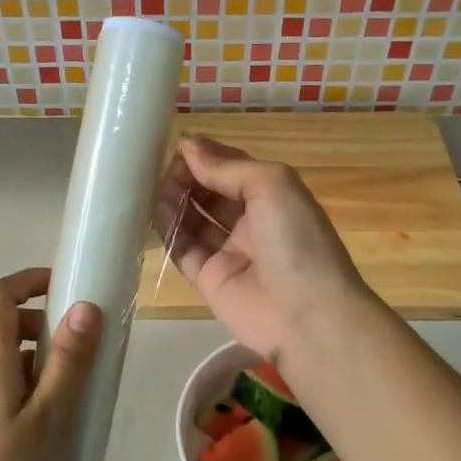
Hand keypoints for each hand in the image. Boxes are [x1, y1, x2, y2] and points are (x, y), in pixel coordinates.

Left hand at [0, 268, 101, 460]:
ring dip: (42, 360)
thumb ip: (69, 361)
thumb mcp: (52, 417)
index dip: (28, 280)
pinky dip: (30, 385)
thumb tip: (85, 305)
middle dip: (46, 326)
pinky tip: (52, 424)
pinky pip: (2, 384)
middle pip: (4, 326)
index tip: (66, 287)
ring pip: (7, 358)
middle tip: (84, 353)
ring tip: (76, 395)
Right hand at [155, 136, 368, 364]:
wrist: (307, 315)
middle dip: (188, 177)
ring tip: (154, 184)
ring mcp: (229, 252)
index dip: (208, 156)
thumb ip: (227, 167)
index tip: (178, 144)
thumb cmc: (296, 240)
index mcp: (273, 197)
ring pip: (194, 219)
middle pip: (211, 193)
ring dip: (175, 199)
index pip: (233, 170)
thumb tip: (187, 146)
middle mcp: (251, 223)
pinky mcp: (209, 279)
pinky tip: (154, 210)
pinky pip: (183, 249)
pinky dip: (169, 229)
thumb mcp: (272, 186)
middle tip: (162, 166)